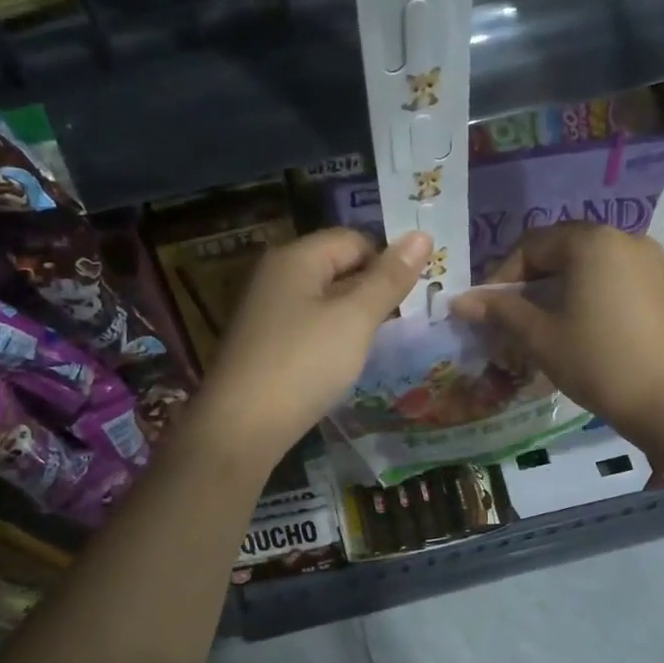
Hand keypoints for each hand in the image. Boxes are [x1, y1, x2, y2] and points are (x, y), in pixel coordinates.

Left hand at [196, 227, 431, 467]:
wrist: (240, 428)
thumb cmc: (303, 364)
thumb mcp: (355, 319)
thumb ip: (389, 278)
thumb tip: (423, 234)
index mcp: (296, 258)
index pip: (354, 240)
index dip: (388, 261)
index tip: (414, 295)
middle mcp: (276, 275)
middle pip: (337, 267)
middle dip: (372, 289)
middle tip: (405, 320)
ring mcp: (266, 311)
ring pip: (324, 300)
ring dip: (354, 317)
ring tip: (379, 342)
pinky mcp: (264, 344)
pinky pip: (308, 326)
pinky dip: (331, 337)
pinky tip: (343, 362)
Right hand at [451, 223, 663, 446]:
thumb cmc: (599, 362)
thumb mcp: (541, 337)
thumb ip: (500, 312)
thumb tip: (459, 301)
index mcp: (591, 241)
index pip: (532, 246)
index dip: (501, 277)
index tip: (487, 311)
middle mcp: (624, 239)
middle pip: (561, 253)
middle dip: (529, 285)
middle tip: (510, 321)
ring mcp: (650, 262)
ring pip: (587, 268)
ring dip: (557, 293)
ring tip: (541, 329)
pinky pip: (613, 282)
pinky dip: (587, 298)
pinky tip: (579, 331)